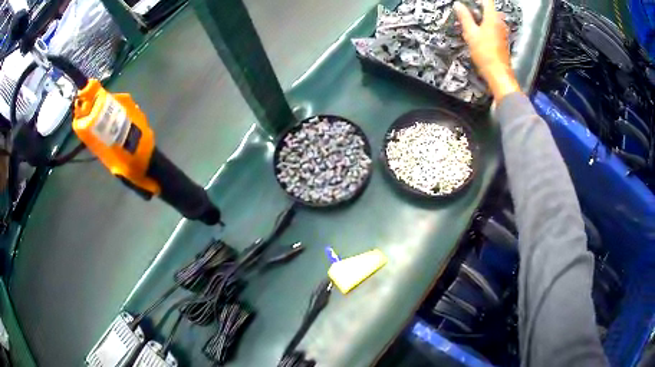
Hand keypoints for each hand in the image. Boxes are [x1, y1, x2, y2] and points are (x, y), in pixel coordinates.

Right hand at [454, 0, 519, 101]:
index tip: (468, 2)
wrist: (498, 73)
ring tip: (468, 24)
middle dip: (476, 9)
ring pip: (490, 19)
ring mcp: (502, 32)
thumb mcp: (470, 33)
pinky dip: (484, 27)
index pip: (487, 1)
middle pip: (489, 9)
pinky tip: (476, 34)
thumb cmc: (486, 54)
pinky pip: (493, 27)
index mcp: (493, 18)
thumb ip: (464, 17)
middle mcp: (500, 23)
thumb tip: (459, 5)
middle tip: (465, 12)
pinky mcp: (502, 40)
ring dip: (479, 18)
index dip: (477, 0)